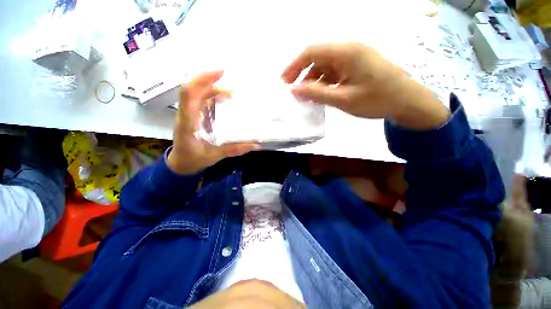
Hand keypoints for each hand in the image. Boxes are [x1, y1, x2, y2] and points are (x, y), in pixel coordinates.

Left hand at [168, 71, 258, 174]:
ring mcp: (187, 114)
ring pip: (196, 93)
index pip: (189, 95)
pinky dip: (212, 95)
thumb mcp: (215, 156)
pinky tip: (224, 99)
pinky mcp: (192, 115)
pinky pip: (199, 99)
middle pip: (193, 89)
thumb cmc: (194, 160)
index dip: (202, 80)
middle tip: (231, 82)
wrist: (180, 163)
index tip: (220, 73)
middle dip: (210, 80)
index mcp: (188, 124)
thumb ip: (235, 149)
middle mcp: (185, 115)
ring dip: (212, 87)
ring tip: (232, 92)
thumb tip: (255, 145)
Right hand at [282, 43, 449, 129]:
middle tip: (293, 92)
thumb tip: (294, 90)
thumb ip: (317, 93)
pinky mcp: (356, 68)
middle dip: (302, 75)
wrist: (407, 102)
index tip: (284, 82)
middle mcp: (348, 50)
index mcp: (346, 52)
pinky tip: (320, 95)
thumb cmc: (377, 100)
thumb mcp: (343, 99)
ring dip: (313, 81)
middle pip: (317, 58)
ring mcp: (353, 59)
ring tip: (306, 97)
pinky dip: (324, 84)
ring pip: (325, 67)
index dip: (294, 66)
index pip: (312, 52)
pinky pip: (334, 73)